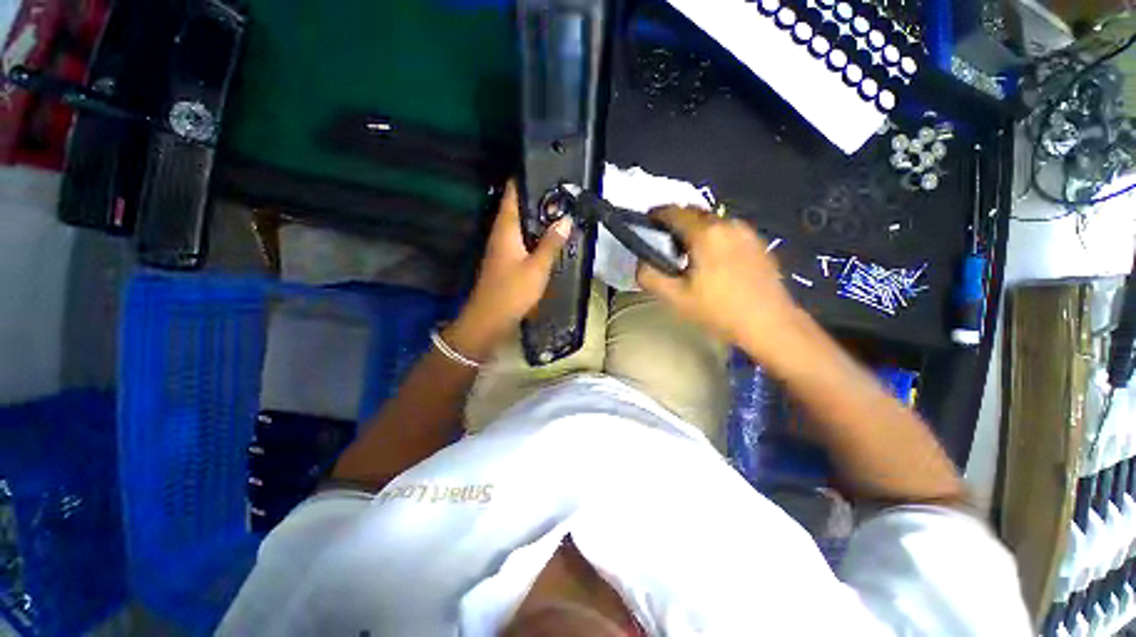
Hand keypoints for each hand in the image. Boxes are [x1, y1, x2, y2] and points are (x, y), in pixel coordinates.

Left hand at [450, 181, 570, 358]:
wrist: (489, 319)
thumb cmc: (512, 292)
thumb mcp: (537, 268)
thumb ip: (551, 243)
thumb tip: (566, 219)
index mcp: (505, 228)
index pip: (512, 193)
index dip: (525, 177)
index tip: (545, 167)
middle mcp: (501, 233)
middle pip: (517, 206)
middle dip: (537, 196)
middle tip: (562, 190)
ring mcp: (502, 247)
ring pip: (520, 223)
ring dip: (537, 216)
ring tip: (561, 209)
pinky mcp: (506, 260)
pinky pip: (522, 239)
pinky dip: (535, 233)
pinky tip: (550, 237)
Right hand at [636, 206, 801, 355]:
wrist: (770, 324)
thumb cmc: (719, 311)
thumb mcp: (675, 298)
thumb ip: (650, 276)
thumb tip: (641, 261)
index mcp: (706, 233)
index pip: (674, 211)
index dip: (656, 215)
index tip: (646, 224)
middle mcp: (728, 224)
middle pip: (694, 212)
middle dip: (675, 222)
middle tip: (664, 243)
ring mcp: (747, 232)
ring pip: (712, 221)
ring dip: (694, 230)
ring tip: (688, 253)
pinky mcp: (759, 243)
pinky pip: (727, 231)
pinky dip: (712, 237)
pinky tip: (712, 260)